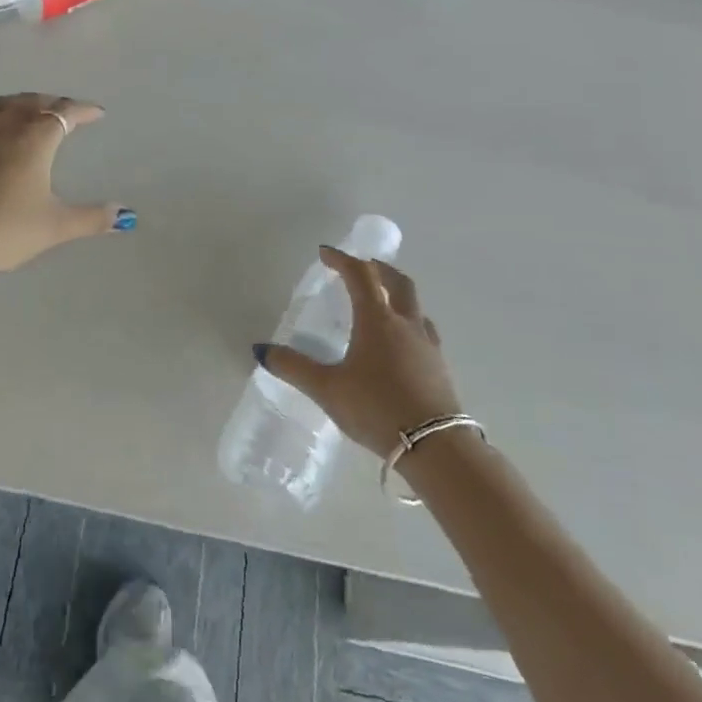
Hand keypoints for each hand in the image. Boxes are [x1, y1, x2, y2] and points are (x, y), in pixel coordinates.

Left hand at [0, 94, 131, 282]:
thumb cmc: (4, 229)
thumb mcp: (54, 226)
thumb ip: (91, 218)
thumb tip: (125, 215)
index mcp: (34, 139)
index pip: (64, 113)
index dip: (83, 110)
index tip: (97, 113)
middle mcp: (4, 126)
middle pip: (32, 101)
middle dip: (54, 101)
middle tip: (67, 109)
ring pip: (2, 104)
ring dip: (22, 102)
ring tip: (31, 110)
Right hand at [258, 248, 464, 458]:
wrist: (436, 448)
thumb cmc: (376, 408)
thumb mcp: (327, 389)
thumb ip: (294, 367)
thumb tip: (261, 350)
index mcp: (377, 320)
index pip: (360, 275)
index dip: (341, 260)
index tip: (325, 253)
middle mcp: (406, 325)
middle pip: (398, 282)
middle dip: (378, 269)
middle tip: (361, 267)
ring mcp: (428, 346)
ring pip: (415, 306)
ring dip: (397, 295)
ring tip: (381, 304)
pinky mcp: (440, 369)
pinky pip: (424, 332)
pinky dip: (408, 323)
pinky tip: (400, 344)